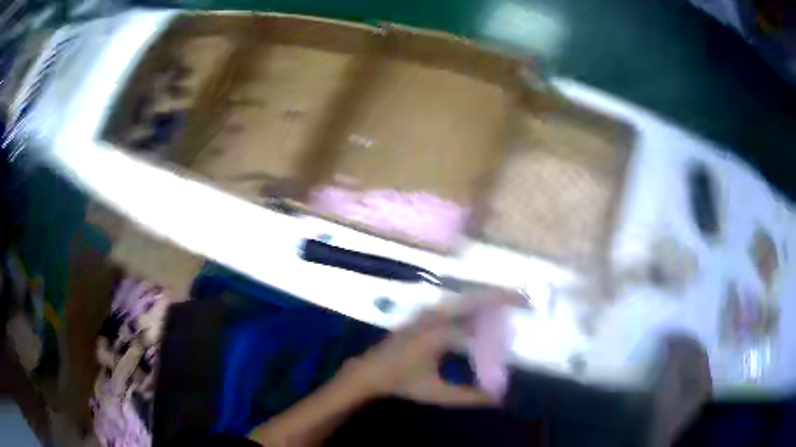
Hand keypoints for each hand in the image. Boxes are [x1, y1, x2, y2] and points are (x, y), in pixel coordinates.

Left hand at [339, 292, 522, 405]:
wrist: (370, 371)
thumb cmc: (401, 382)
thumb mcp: (435, 393)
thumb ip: (468, 396)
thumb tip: (498, 399)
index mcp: (439, 334)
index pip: (479, 330)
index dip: (500, 334)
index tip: (521, 330)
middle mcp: (436, 317)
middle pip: (475, 299)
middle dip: (501, 296)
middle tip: (526, 298)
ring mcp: (429, 312)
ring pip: (466, 298)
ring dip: (489, 297)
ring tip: (513, 299)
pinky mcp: (426, 314)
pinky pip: (456, 304)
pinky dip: (475, 303)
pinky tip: (487, 309)